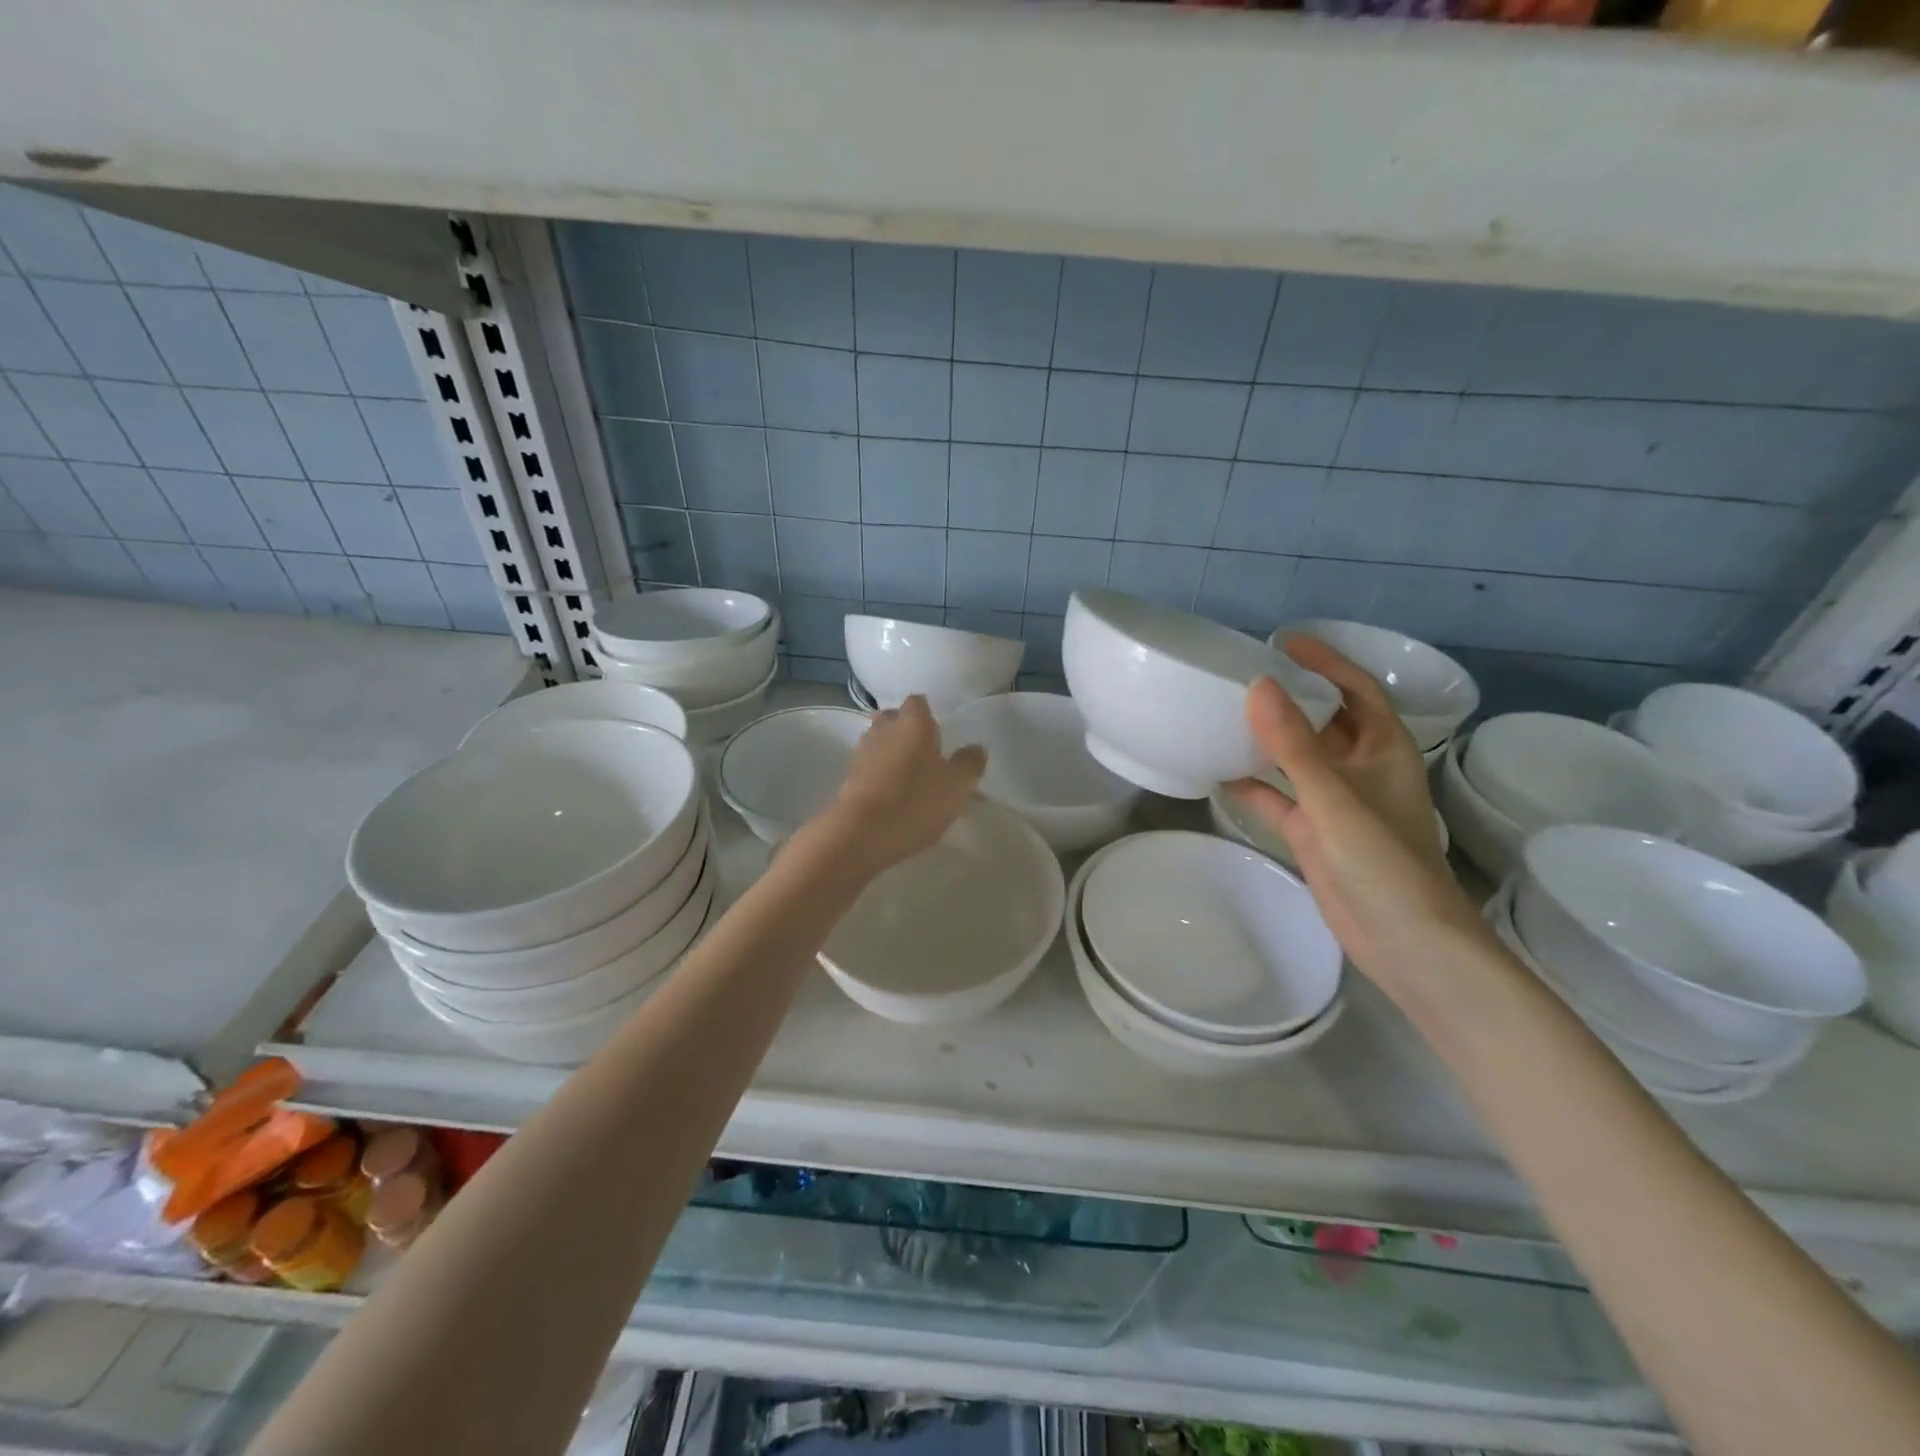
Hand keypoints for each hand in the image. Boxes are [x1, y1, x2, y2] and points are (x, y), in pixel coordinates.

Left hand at [819, 695, 985, 873]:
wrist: (861, 833)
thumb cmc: (916, 800)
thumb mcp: (957, 785)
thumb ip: (970, 763)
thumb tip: (976, 748)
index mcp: (912, 722)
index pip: (918, 702)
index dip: (929, 714)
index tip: (941, 733)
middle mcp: (883, 730)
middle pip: (893, 719)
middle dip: (906, 731)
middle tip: (926, 753)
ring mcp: (861, 753)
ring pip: (879, 743)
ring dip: (892, 754)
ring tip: (911, 778)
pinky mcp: (848, 779)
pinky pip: (869, 768)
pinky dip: (880, 775)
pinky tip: (893, 796)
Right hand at [1226, 637, 1489, 996]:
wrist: (1405, 942)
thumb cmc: (1382, 862)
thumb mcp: (1334, 797)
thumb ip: (1293, 744)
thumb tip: (1258, 686)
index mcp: (1384, 749)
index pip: (1356, 689)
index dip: (1325, 662)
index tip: (1283, 642)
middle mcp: (1362, 769)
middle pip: (1326, 719)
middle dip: (1293, 695)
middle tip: (1244, 674)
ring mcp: (1337, 803)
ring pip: (1299, 758)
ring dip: (1269, 739)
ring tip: (1225, 714)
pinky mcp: (1316, 833)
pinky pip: (1280, 797)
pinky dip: (1254, 785)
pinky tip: (1219, 773)